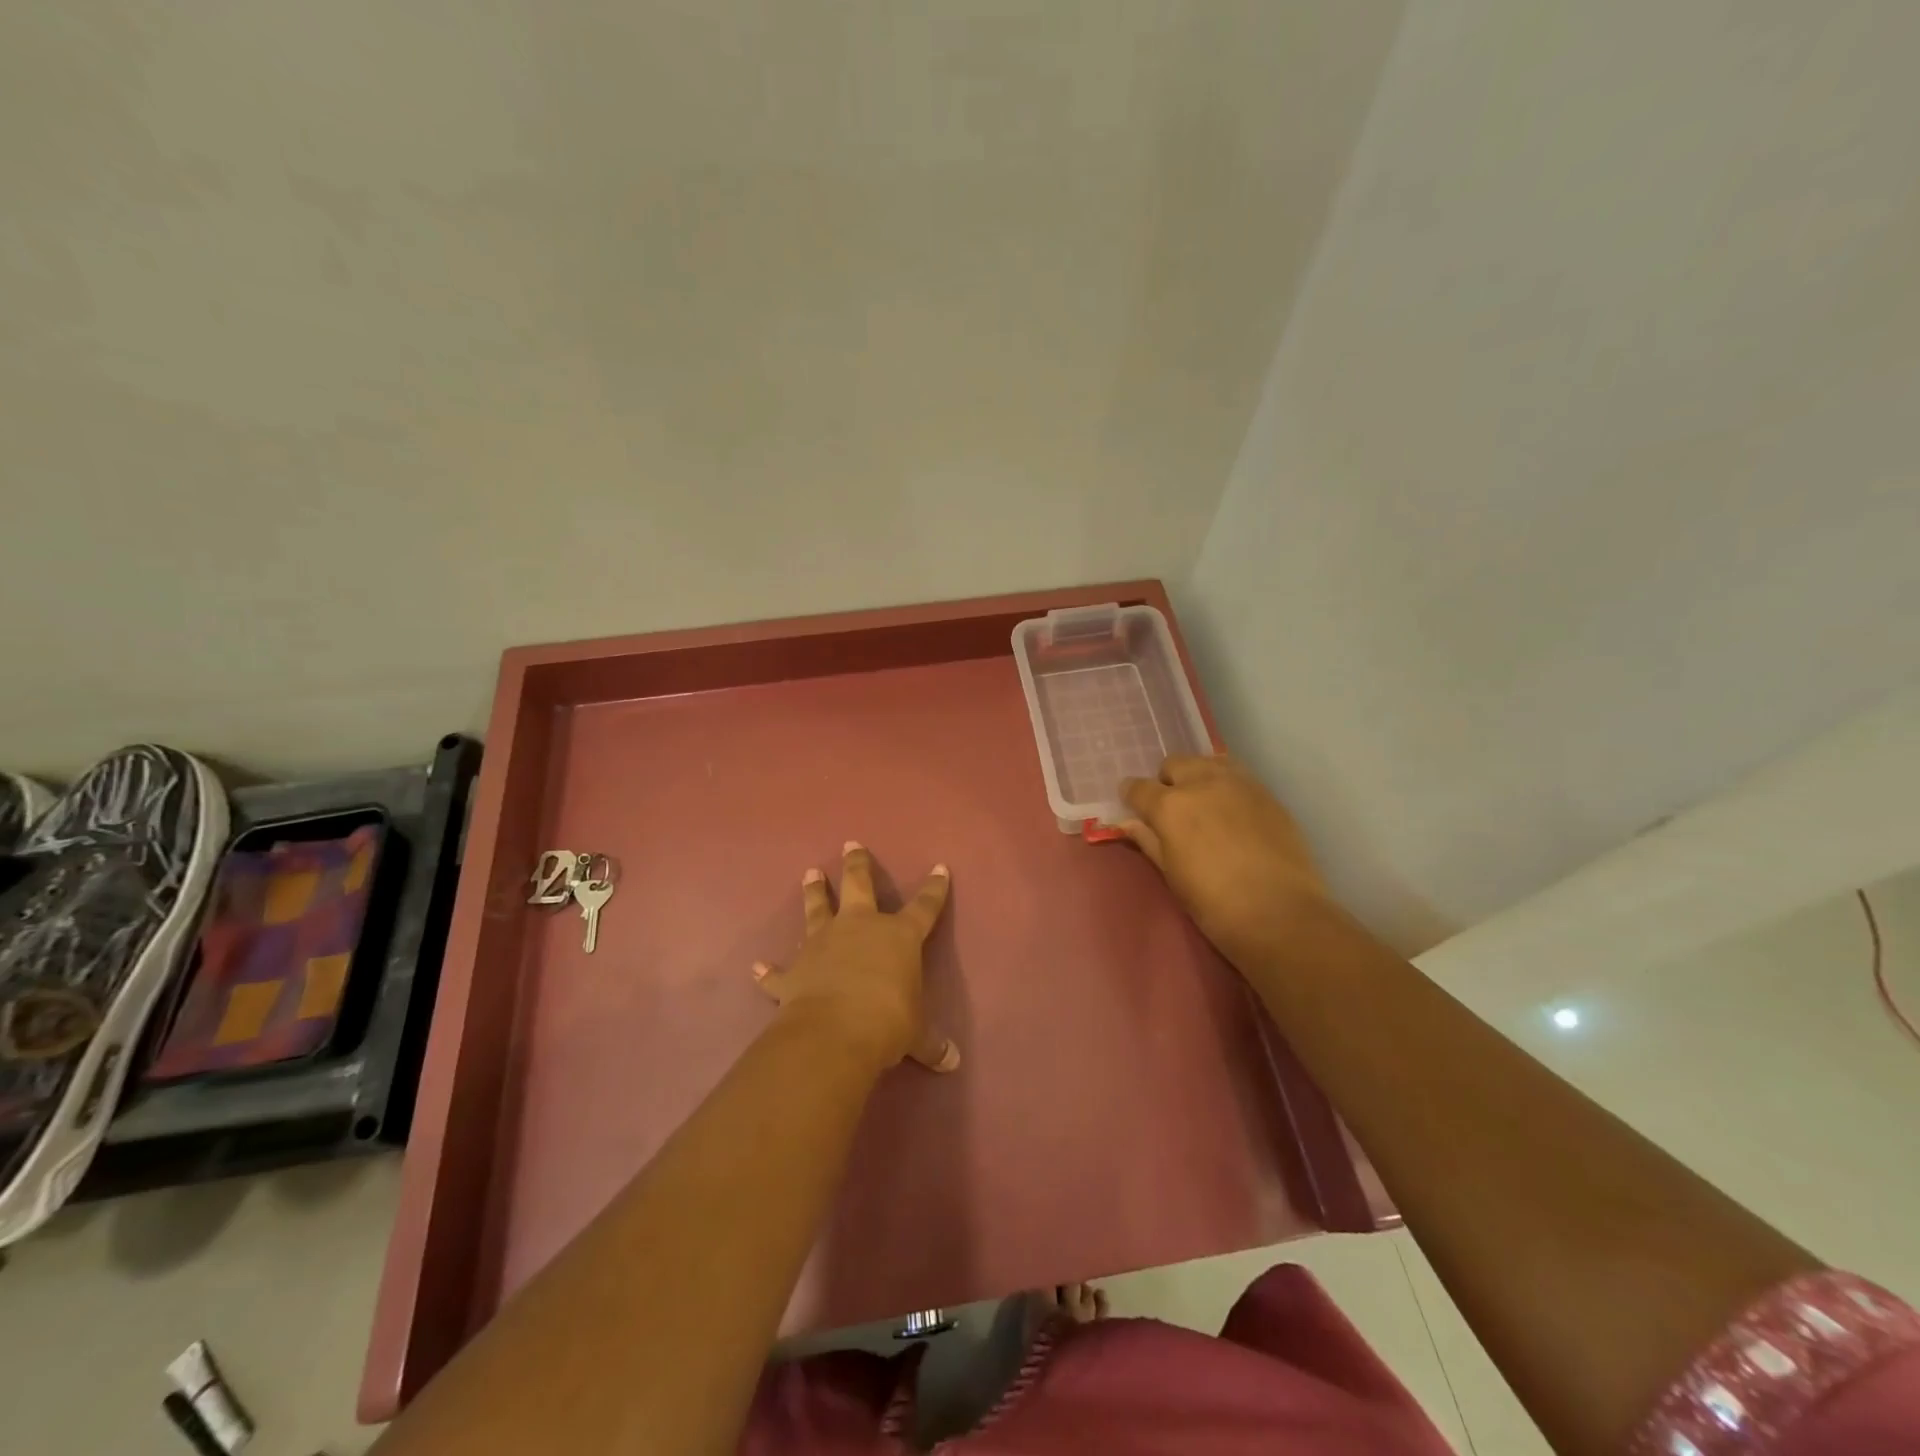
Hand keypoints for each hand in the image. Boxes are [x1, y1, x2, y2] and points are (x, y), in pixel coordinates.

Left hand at [751, 841, 958, 1074]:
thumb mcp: (916, 1034)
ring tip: (810, 873)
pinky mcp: (794, 971)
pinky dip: (770, 971)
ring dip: (814, 892)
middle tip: (851, 844)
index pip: (924, 906)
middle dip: (857, 864)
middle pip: (859, 885)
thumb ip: (931, 1043)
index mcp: (898, 936)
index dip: (934, 889)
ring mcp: (823, 944)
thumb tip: (952, 1062)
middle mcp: (859, 928)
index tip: (939, 868)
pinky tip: (758, 967)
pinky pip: (779, 971)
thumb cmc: (888, 1021)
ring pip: (817, 909)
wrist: (834, 1032)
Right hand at [1118, 754, 1329, 971]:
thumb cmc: (1214, 903)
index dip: (1131, 796)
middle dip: (1167, 781)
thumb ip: (1149, 841)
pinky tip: (1233, 814)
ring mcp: (1239, 784)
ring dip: (1198, 777)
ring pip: (1208, 762)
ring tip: (1204, 805)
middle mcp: (1202, 783)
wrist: (1281, 914)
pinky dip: (1227, 786)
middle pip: (1174, 764)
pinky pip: (1238, 776)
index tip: (1134, 807)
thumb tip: (1128, 823)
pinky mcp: (1267, 793)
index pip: (1138, 787)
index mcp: (1170, 806)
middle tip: (1173, 810)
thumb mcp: (1172, 874)